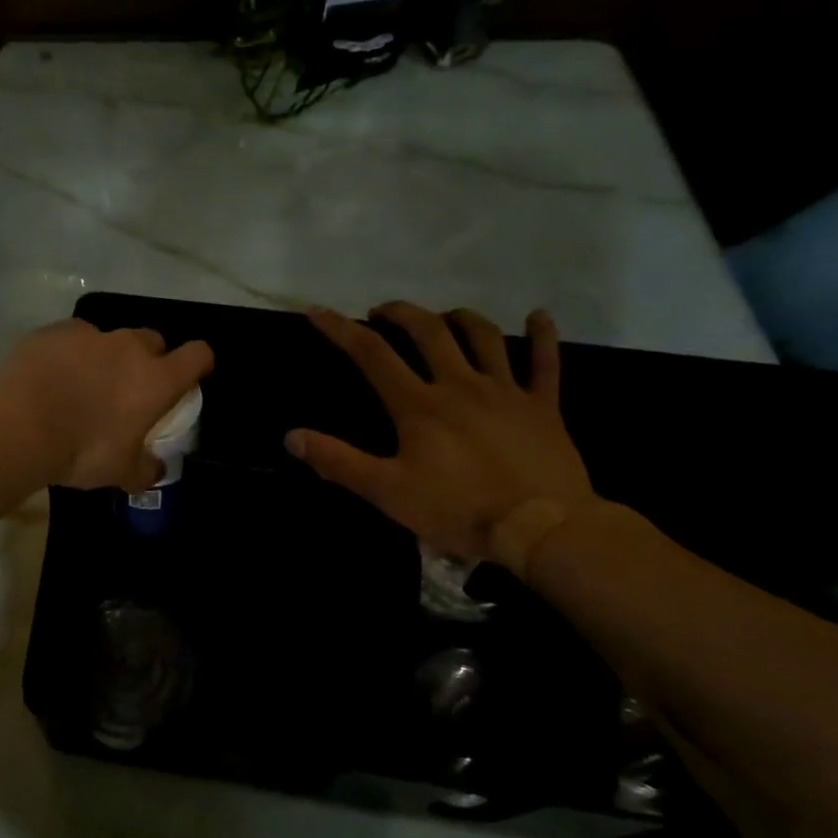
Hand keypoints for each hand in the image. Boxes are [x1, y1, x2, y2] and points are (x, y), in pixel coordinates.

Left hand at [0, 319, 214, 490]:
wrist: (19, 427)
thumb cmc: (82, 451)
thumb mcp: (120, 472)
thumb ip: (144, 469)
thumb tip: (156, 470)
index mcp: (156, 380)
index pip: (196, 356)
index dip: (198, 363)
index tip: (192, 376)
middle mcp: (129, 348)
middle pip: (153, 340)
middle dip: (149, 358)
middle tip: (131, 386)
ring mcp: (90, 334)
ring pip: (110, 337)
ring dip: (106, 356)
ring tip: (84, 382)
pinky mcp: (54, 331)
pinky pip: (72, 337)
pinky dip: (69, 353)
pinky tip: (52, 374)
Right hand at [286, 303, 593, 565]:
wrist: (539, 527)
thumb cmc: (458, 510)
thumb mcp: (387, 492)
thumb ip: (339, 461)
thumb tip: (291, 436)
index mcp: (419, 405)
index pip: (372, 355)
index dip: (341, 329)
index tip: (318, 310)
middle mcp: (460, 384)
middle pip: (427, 332)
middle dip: (401, 314)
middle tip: (383, 311)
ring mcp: (505, 391)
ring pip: (482, 337)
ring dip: (459, 318)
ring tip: (444, 315)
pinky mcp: (542, 406)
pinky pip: (545, 362)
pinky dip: (543, 336)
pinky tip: (538, 316)